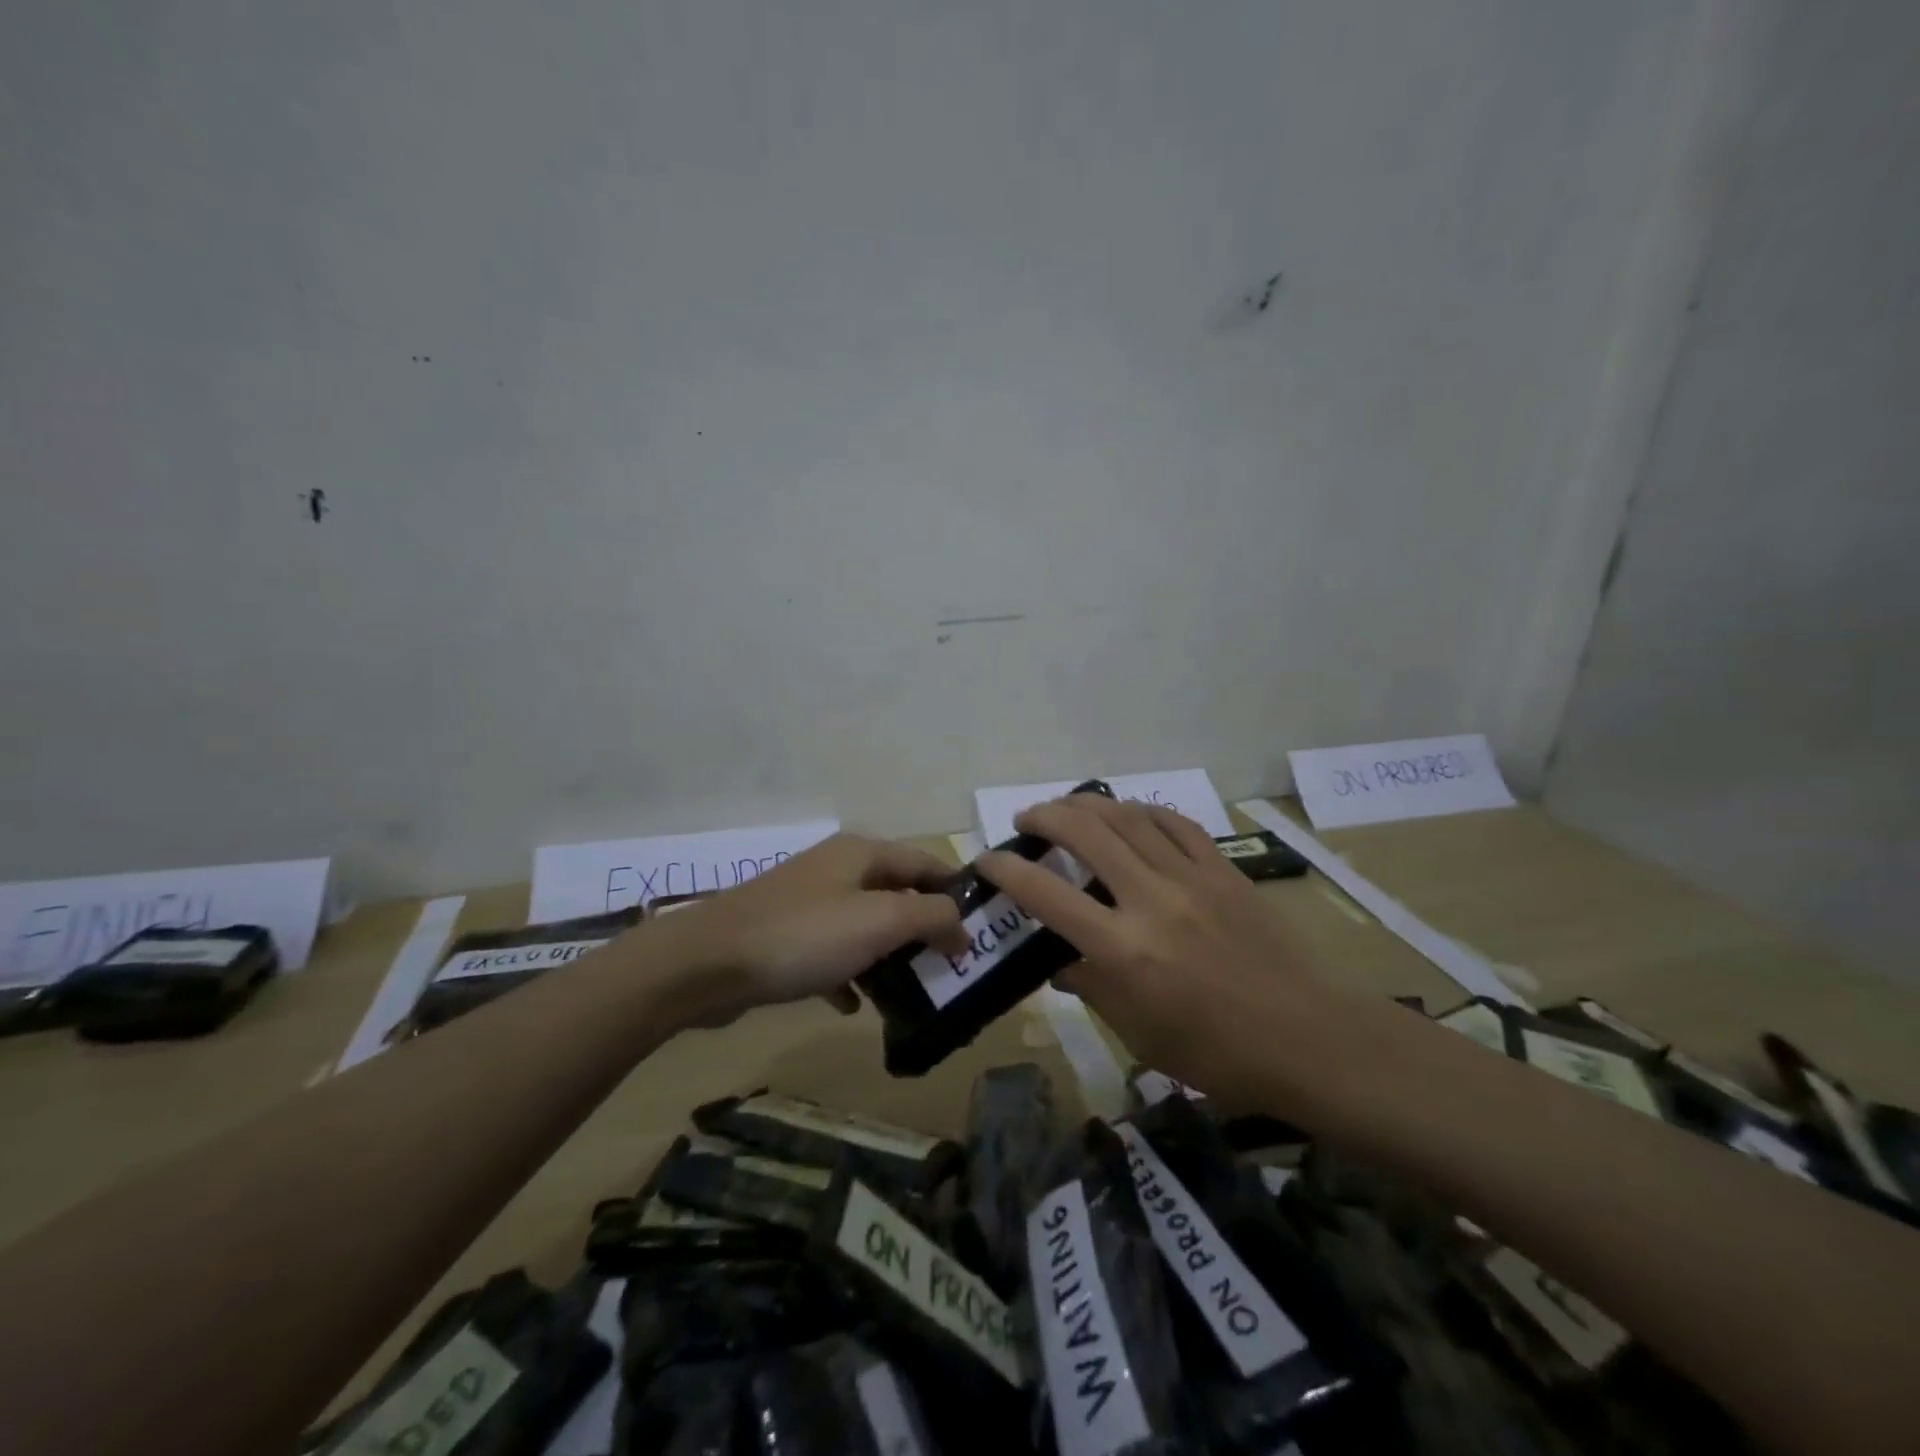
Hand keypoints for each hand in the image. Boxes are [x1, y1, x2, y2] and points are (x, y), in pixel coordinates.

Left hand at [651, 833, 966, 1026]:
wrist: (706, 964)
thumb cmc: (804, 935)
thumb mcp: (880, 920)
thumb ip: (931, 917)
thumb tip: (962, 928)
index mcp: (862, 854)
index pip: (926, 862)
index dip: (956, 891)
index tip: (981, 929)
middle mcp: (837, 870)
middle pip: (896, 894)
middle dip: (924, 930)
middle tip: (952, 967)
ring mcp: (808, 903)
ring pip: (865, 927)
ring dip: (889, 956)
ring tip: (915, 993)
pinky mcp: (785, 937)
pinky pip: (832, 953)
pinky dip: (849, 974)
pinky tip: (855, 1006)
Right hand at [979, 794, 1344, 1104]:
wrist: (1311, 1040)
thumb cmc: (1218, 1055)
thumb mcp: (1140, 1035)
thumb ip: (1092, 987)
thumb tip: (1059, 960)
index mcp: (1125, 951)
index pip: (1047, 895)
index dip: (1007, 871)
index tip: (986, 860)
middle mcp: (1152, 901)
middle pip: (1086, 833)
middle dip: (1045, 816)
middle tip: (1026, 820)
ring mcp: (1192, 878)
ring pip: (1128, 817)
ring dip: (1088, 803)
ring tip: (1067, 807)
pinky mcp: (1224, 869)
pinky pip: (1175, 823)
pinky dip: (1143, 811)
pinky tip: (1130, 816)